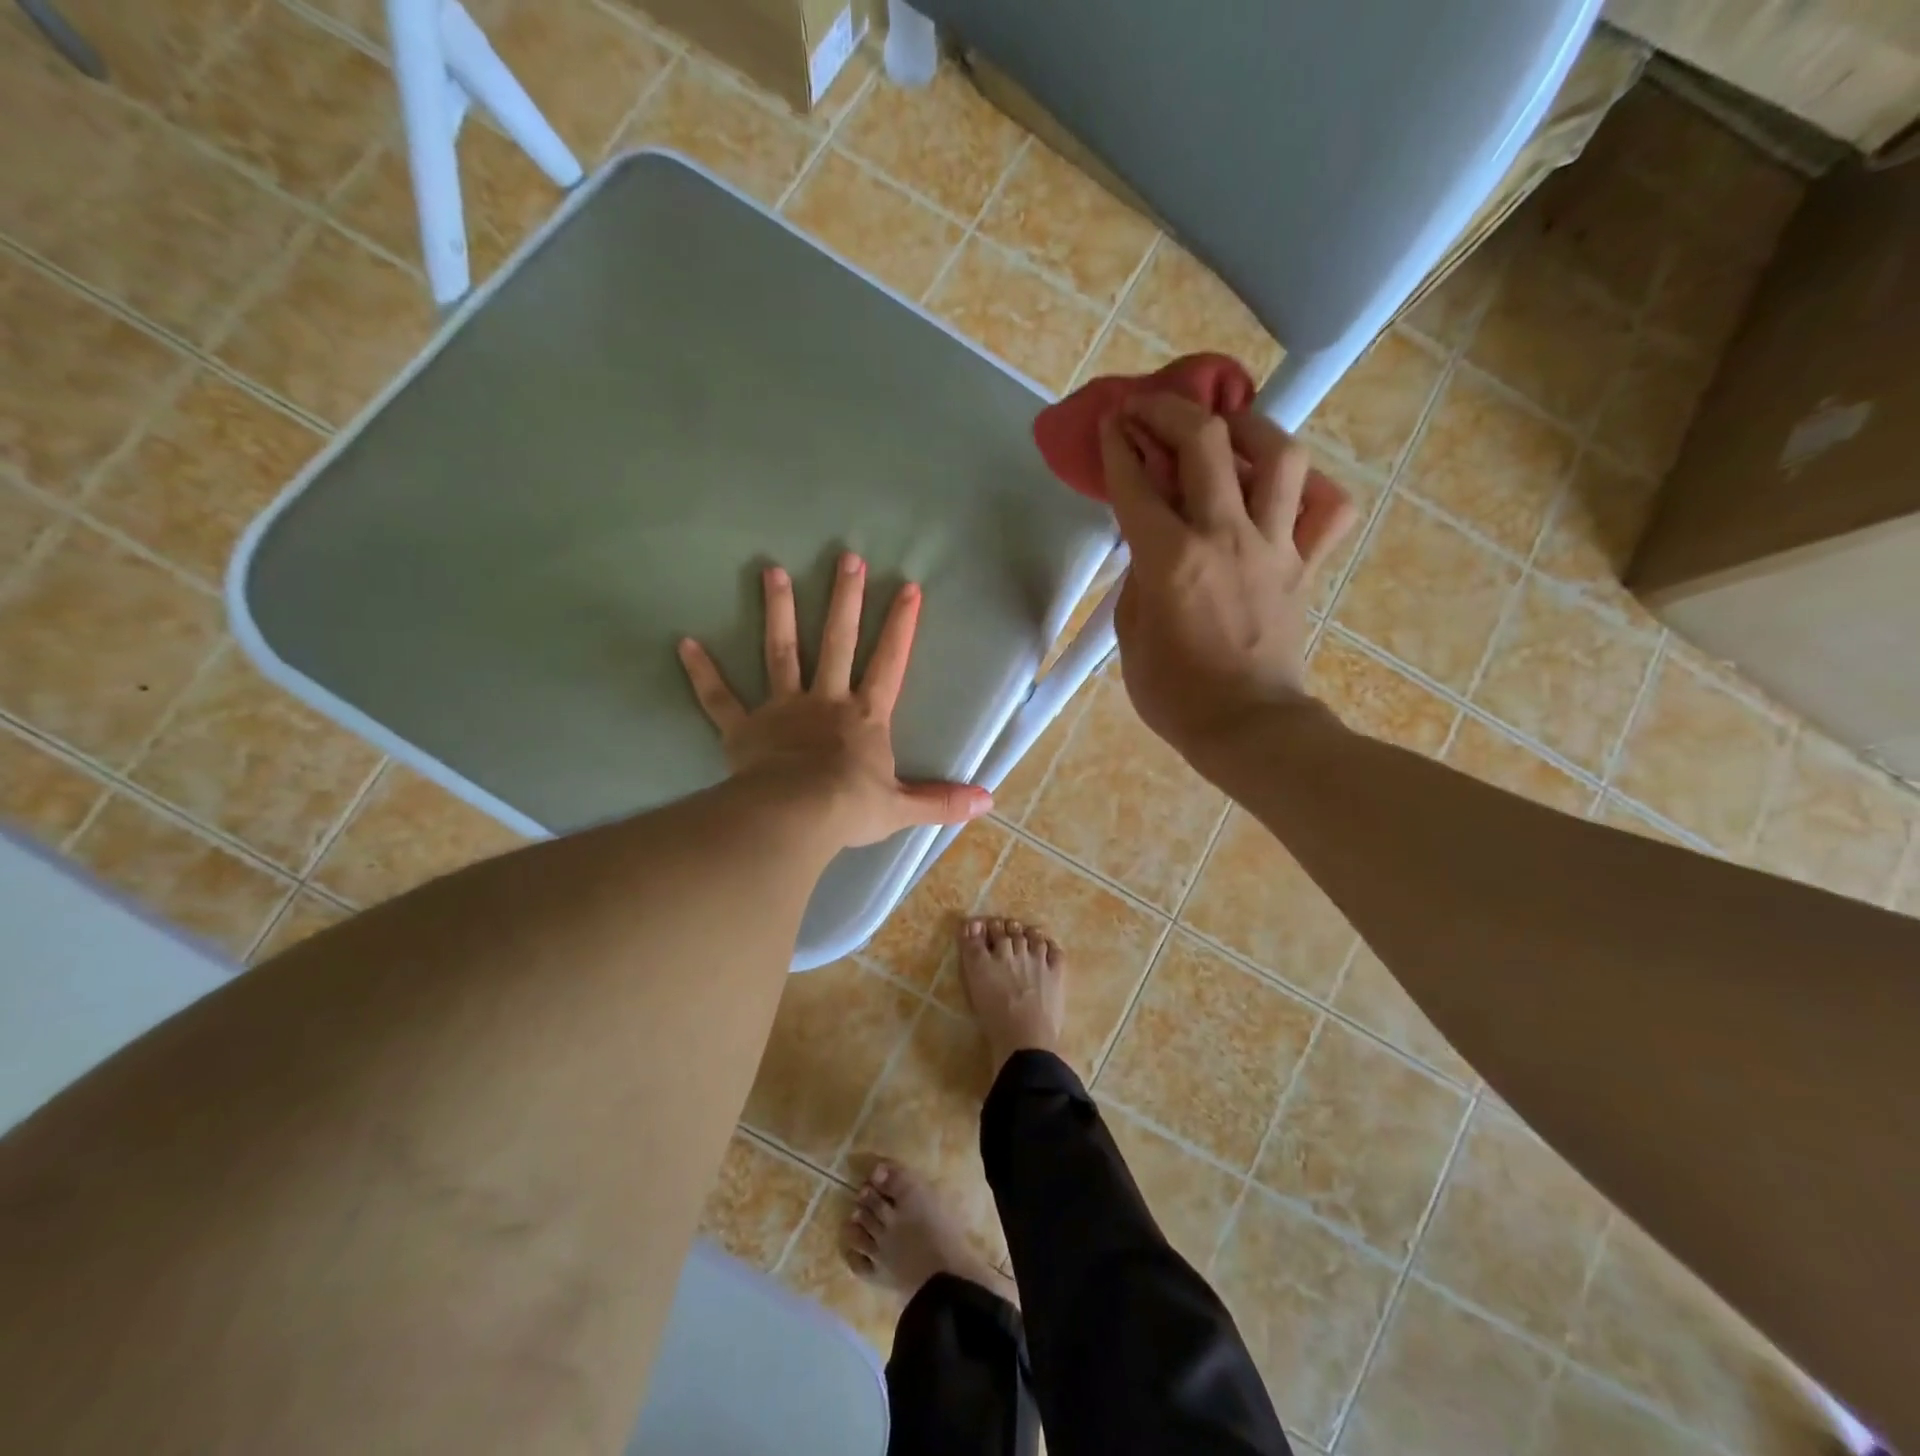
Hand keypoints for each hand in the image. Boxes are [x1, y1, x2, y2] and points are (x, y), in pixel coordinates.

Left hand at [677, 553, 990, 848]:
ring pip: (781, 652)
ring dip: (778, 612)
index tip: (908, 587)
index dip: (901, 626)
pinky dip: (703, 672)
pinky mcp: (744, 728)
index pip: (889, 663)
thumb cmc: (850, 809)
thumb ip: (941, 801)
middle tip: (845, 557)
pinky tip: (685, 642)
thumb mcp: (902, 808)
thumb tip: (987, 802)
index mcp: (865, 717)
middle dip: (844, 600)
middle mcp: (825, 701)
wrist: (796, 818)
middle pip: (837, 642)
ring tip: (772, 571)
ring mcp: (782, 709)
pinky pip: (720, 697)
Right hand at [1099, 394, 1357, 764]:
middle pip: (1206, 442)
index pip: (1136, 482)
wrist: (1246, 726)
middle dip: (1170, 411)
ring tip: (1228, 429)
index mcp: (1170, 558)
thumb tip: (1151, 547)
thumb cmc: (1175, 693)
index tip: (1109, 423)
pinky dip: (1311, 490)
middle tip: (1150, 409)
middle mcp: (1224, 536)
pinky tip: (1284, 489)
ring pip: (1279, 456)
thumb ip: (1138, 578)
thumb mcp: (1131, 635)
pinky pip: (1327, 510)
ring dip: (1249, 427)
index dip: (1116, 445)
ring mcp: (1273, 546)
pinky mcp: (1304, 565)